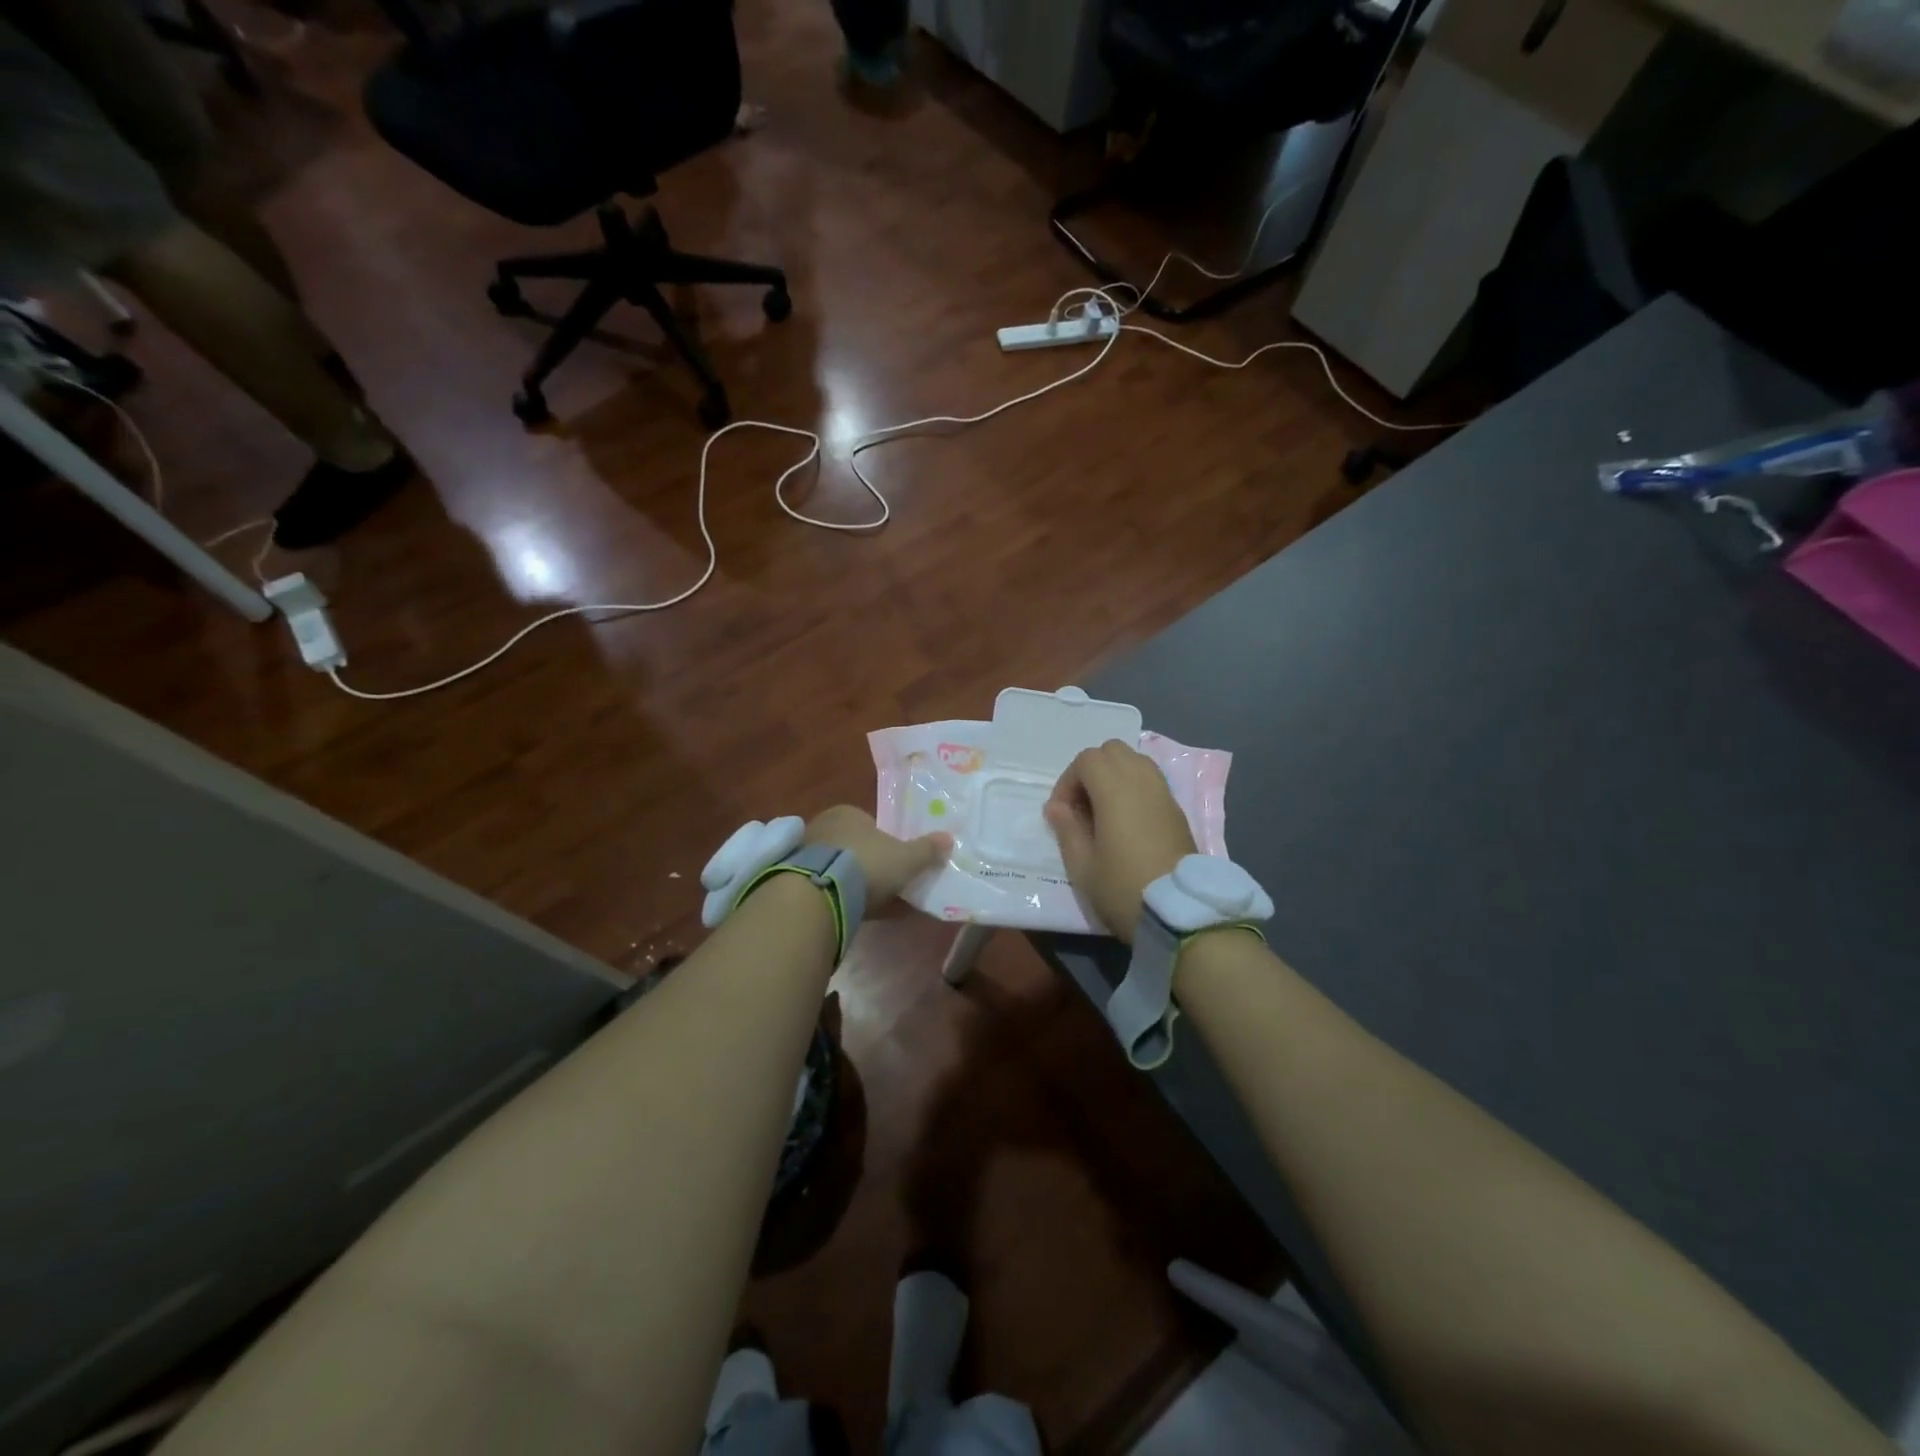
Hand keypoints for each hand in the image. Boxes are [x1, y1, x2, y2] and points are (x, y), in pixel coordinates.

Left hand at [806, 806, 950, 905]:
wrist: (820, 892)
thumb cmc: (868, 864)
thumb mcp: (906, 858)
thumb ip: (927, 850)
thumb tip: (949, 839)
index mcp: (848, 813)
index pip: (870, 824)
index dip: (885, 844)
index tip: (895, 865)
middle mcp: (823, 826)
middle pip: (853, 846)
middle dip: (867, 864)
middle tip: (885, 886)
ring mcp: (804, 853)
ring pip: (837, 867)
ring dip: (851, 882)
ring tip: (869, 905)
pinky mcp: (793, 879)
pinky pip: (824, 886)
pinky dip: (838, 896)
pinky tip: (850, 913)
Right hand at [1044, 740, 1195, 941]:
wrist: (1181, 915)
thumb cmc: (1124, 888)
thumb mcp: (1083, 867)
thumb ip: (1067, 829)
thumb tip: (1057, 807)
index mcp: (1115, 790)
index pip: (1087, 760)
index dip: (1068, 781)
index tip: (1061, 813)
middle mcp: (1142, 781)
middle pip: (1113, 751)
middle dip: (1091, 770)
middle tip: (1082, 806)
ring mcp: (1164, 794)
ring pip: (1135, 761)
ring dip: (1114, 776)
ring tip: (1104, 811)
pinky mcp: (1177, 810)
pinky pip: (1151, 780)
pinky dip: (1134, 787)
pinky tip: (1126, 821)